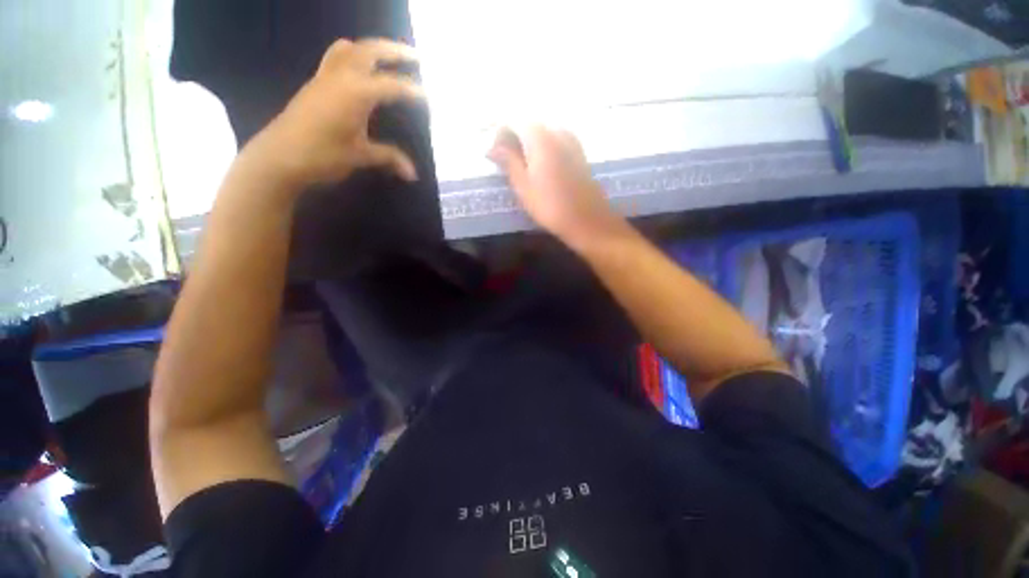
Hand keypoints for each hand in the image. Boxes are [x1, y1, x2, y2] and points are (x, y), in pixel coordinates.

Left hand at [241, 38, 424, 189]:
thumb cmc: (322, 155)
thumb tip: (413, 174)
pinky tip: (361, 70)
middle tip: (416, 57)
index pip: (391, 86)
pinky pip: (335, 58)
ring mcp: (324, 78)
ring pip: (350, 49)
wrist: (279, 156)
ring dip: (372, 49)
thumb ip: (389, 158)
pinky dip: (353, 56)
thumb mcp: (360, 156)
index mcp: (355, 93)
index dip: (413, 91)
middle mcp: (340, 77)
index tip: (429, 98)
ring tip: (389, 57)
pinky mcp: (315, 84)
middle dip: (395, 51)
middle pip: (369, 51)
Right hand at [489, 126, 621, 245]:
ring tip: (521, 168)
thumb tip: (491, 147)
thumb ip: (508, 161)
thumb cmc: (550, 206)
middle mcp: (557, 130)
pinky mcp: (579, 153)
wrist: (587, 220)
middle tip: (506, 162)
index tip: (494, 155)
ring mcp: (571, 140)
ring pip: (543, 133)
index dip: (500, 134)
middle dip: (514, 138)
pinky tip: (540, 169)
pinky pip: (555, 141)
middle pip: (529, 124)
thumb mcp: (523, 186)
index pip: (514, 120)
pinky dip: (543, 149)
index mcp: (540, 137)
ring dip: (529, 145)